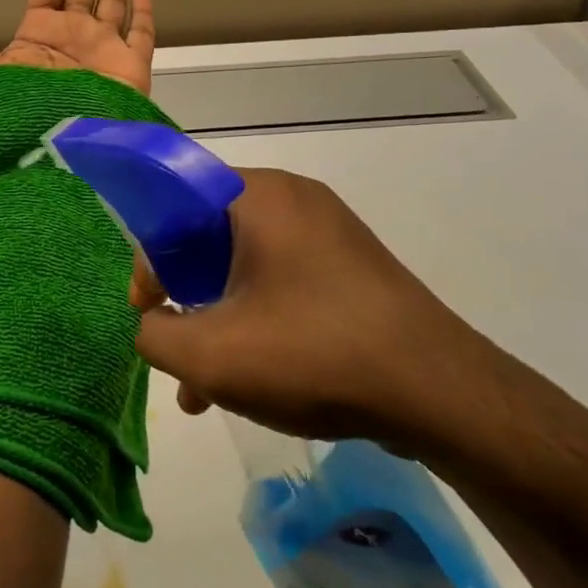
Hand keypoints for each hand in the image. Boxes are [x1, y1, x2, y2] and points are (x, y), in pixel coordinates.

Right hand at [131, 168, 522, 459]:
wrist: (440, 392)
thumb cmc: (314, 354)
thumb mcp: (211, 356)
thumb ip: (154, 335)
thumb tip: (151, 323)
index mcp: (258, 195)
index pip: (175, 199)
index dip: (148, 254)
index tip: (147, 307)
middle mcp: (294, 200)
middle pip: (208, 235)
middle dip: (181, 295)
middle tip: (173, 342)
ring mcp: (328, 233)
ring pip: (245, 266)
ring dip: (216, 319)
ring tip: (202, 388)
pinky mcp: (350, 268)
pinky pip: (282, 282)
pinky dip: (255, 321)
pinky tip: (247, 384)